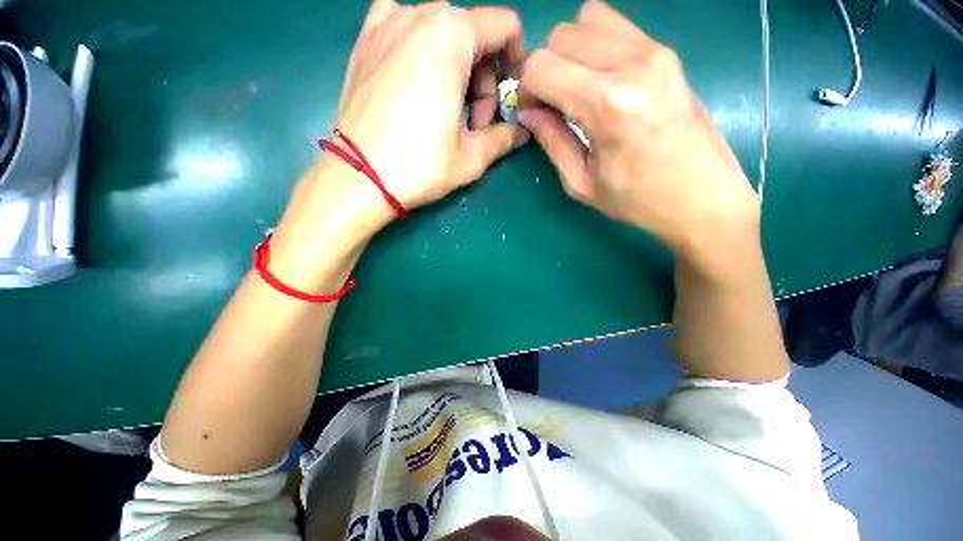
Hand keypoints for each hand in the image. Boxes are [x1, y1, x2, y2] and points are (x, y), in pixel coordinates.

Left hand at [331, 0, 529, 219]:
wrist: (360, 176)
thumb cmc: (420, 165)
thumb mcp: (472, 157)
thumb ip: (504, 137)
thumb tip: (522, 132)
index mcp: (451, 35)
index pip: (504, 27)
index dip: (516, 61)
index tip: (509, 97)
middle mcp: (418, 15)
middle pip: (473, 34)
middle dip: (484, 79)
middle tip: (475, 122)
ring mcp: (386, 23)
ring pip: (442, 31)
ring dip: (457, 66)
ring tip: (447, 108)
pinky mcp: (365, 40)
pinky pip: (402, 24)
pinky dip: (420, 43)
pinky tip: (418, 71)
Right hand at [518, 1, 758, 256]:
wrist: (703, 198)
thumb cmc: (637, 201)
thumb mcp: (581, 183)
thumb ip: (551, 140)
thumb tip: (527, 111)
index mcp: (606, 103)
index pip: (541, 66)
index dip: (525, 89)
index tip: (531, 112)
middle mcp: (631, 64)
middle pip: (561, 36)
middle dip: (544, 68)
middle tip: (550, 103)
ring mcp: (654, 51)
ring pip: (587, 19)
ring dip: (569, 51)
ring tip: (574, 89)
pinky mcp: (666, 52)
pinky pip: (615, 26)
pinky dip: (595, 45)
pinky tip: (598, 80)